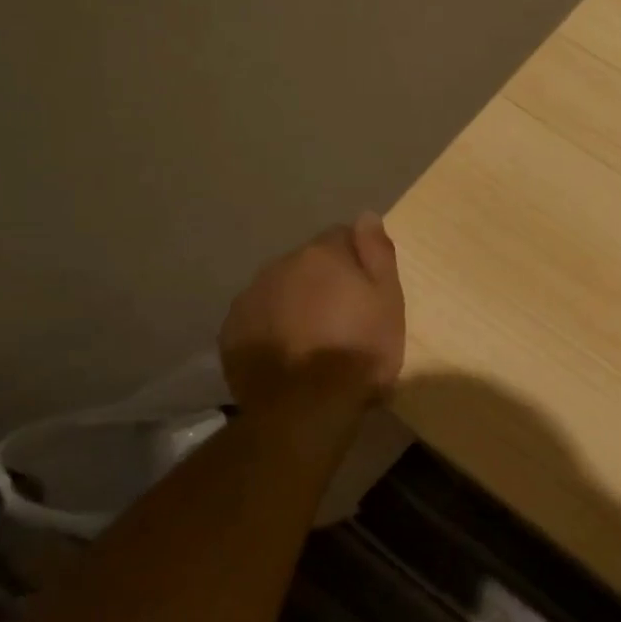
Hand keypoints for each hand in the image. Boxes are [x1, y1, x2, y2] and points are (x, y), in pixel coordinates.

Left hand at [219, 214, 405, 409]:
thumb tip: (366, 215)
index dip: (357, 261)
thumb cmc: (360, 350)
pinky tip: (287, 354)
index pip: (341, 237)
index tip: (366, 290)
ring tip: (312, 339)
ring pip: (279, 290)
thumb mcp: (389, 299)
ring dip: (294, 304)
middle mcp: (280, 266)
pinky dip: (271, 329)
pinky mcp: (231, 333)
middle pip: (307, 264)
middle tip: (342, 318)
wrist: (306, 406)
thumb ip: (377, 253)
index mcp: (321, 254)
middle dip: (322, 282)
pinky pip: (257, 319)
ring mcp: (250, 299)